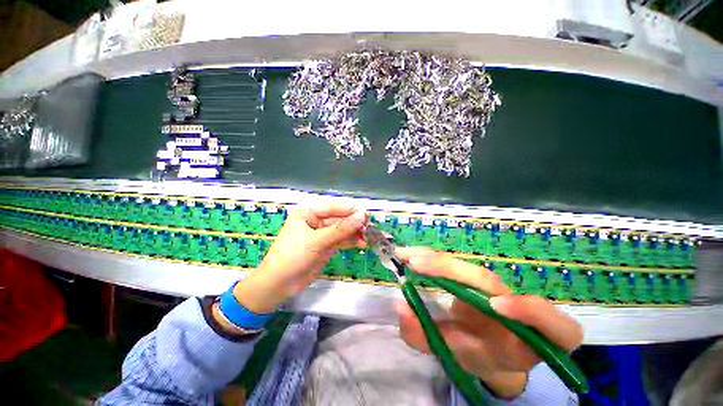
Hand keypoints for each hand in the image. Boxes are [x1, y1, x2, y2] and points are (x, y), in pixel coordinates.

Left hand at [232, 200, 366, 313]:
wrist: (279, 285)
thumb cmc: (292, 257)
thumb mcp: (316, 241)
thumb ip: (340, 229)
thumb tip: (362, 216)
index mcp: (308, 212)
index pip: (333, 206)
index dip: (349, 210)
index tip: (366, 215)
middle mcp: (316, 219)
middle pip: (340, 217)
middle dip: (354, 222)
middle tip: (370, 227)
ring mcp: (323, 233)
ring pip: (343, 229)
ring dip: (355, 232)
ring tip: (369, 237)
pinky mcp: (327, 244)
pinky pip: (342, 239)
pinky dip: (352, 241)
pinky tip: (362, 243)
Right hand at [395, 247, 582, 398]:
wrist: (491, 346)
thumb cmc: (481, 354)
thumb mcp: (456, 357)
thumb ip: (427, 338)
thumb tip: (400, 306)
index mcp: (529, 340)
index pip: (554, 327)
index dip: (531, 311)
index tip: (495, 306)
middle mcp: (517, 308)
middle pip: (489, 283)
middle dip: (451, 271)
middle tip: (414, 264)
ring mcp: (497, 288)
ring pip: (468, 269)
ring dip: (436, 260)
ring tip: (407, 255)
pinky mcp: (479, 279)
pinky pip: (458, 264)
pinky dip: (434, 258)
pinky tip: (413, 253)